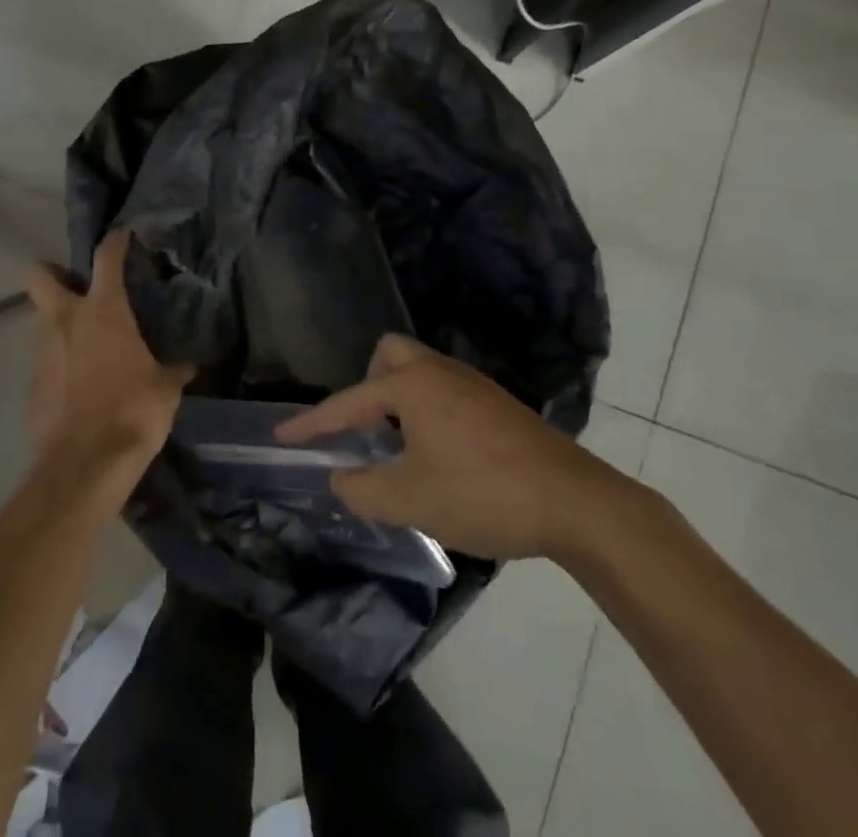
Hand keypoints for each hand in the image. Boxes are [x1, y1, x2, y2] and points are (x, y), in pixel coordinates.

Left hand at [24, 231, 191, 511]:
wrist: (82, 466)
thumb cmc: (132, 412)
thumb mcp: (165, 389)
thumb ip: (174, 369)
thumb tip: (189, 365)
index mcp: (103, 311)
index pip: (106, 258)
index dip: (115, 241)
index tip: (123, 235)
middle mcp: (65, 321)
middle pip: (40, 275)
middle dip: (55, 273)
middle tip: (79, 287)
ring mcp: (42, 351)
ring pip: (43, 319)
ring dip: (62, 323)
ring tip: (89, 344)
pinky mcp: (32, 383)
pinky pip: (45, 358)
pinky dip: (60, 360)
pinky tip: (81, 382)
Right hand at [276, 334, 628, 561]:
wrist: (575, 502)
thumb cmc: (482, 493)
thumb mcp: (410, 500)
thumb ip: (362, 488)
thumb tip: (341, 477)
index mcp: (412, 385)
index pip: (348, 401)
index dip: (312, 422)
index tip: (282, 434)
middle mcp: (439, 371)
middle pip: (389, 355)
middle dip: (366, 386)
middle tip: (366, 430)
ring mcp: (473, 383)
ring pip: (420, 372)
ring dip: (398, 401)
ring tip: (399, 450)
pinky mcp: (497, 403)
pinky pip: (444, 390)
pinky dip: (426, 411)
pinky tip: (439, 455)